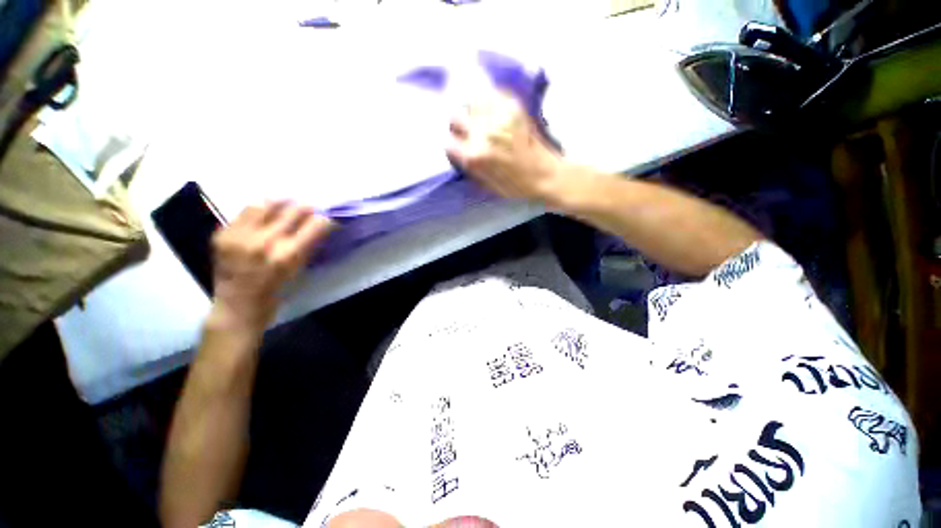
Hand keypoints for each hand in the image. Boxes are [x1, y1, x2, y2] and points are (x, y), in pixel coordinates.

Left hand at [209, 202, 333, 330]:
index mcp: (289, 254)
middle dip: (307, 209)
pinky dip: (259, 210)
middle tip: (310, 210)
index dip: (326, 220)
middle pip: (294, 210)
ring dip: (281, 203)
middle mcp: (265, 241)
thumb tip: (319, 226)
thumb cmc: (276, 292)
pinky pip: (244, 211)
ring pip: (266, 204)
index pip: (317, 224)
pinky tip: (264, 214)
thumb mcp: (299, 270)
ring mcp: (241, 235)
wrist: (237, 306)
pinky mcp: (223, 234)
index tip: (327, 221)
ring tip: (286, 205)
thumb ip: (308, 246)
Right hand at [446, 93, 565, 204]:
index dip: (451, 145)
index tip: (456, 145)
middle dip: (458, 125)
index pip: (448, 142)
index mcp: (475, 156)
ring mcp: (498, 116)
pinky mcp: (513, 106)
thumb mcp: (486, 184)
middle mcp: (483, 132)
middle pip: (455, 117)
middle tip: (467, 130)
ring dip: (472, 110)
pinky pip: (491, 94)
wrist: (545, 175)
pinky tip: (492, 111)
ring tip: (480, 118)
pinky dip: (488, 100)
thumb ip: (469, 166)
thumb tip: (458, 151)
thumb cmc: (515, 187)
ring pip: (471, 101)